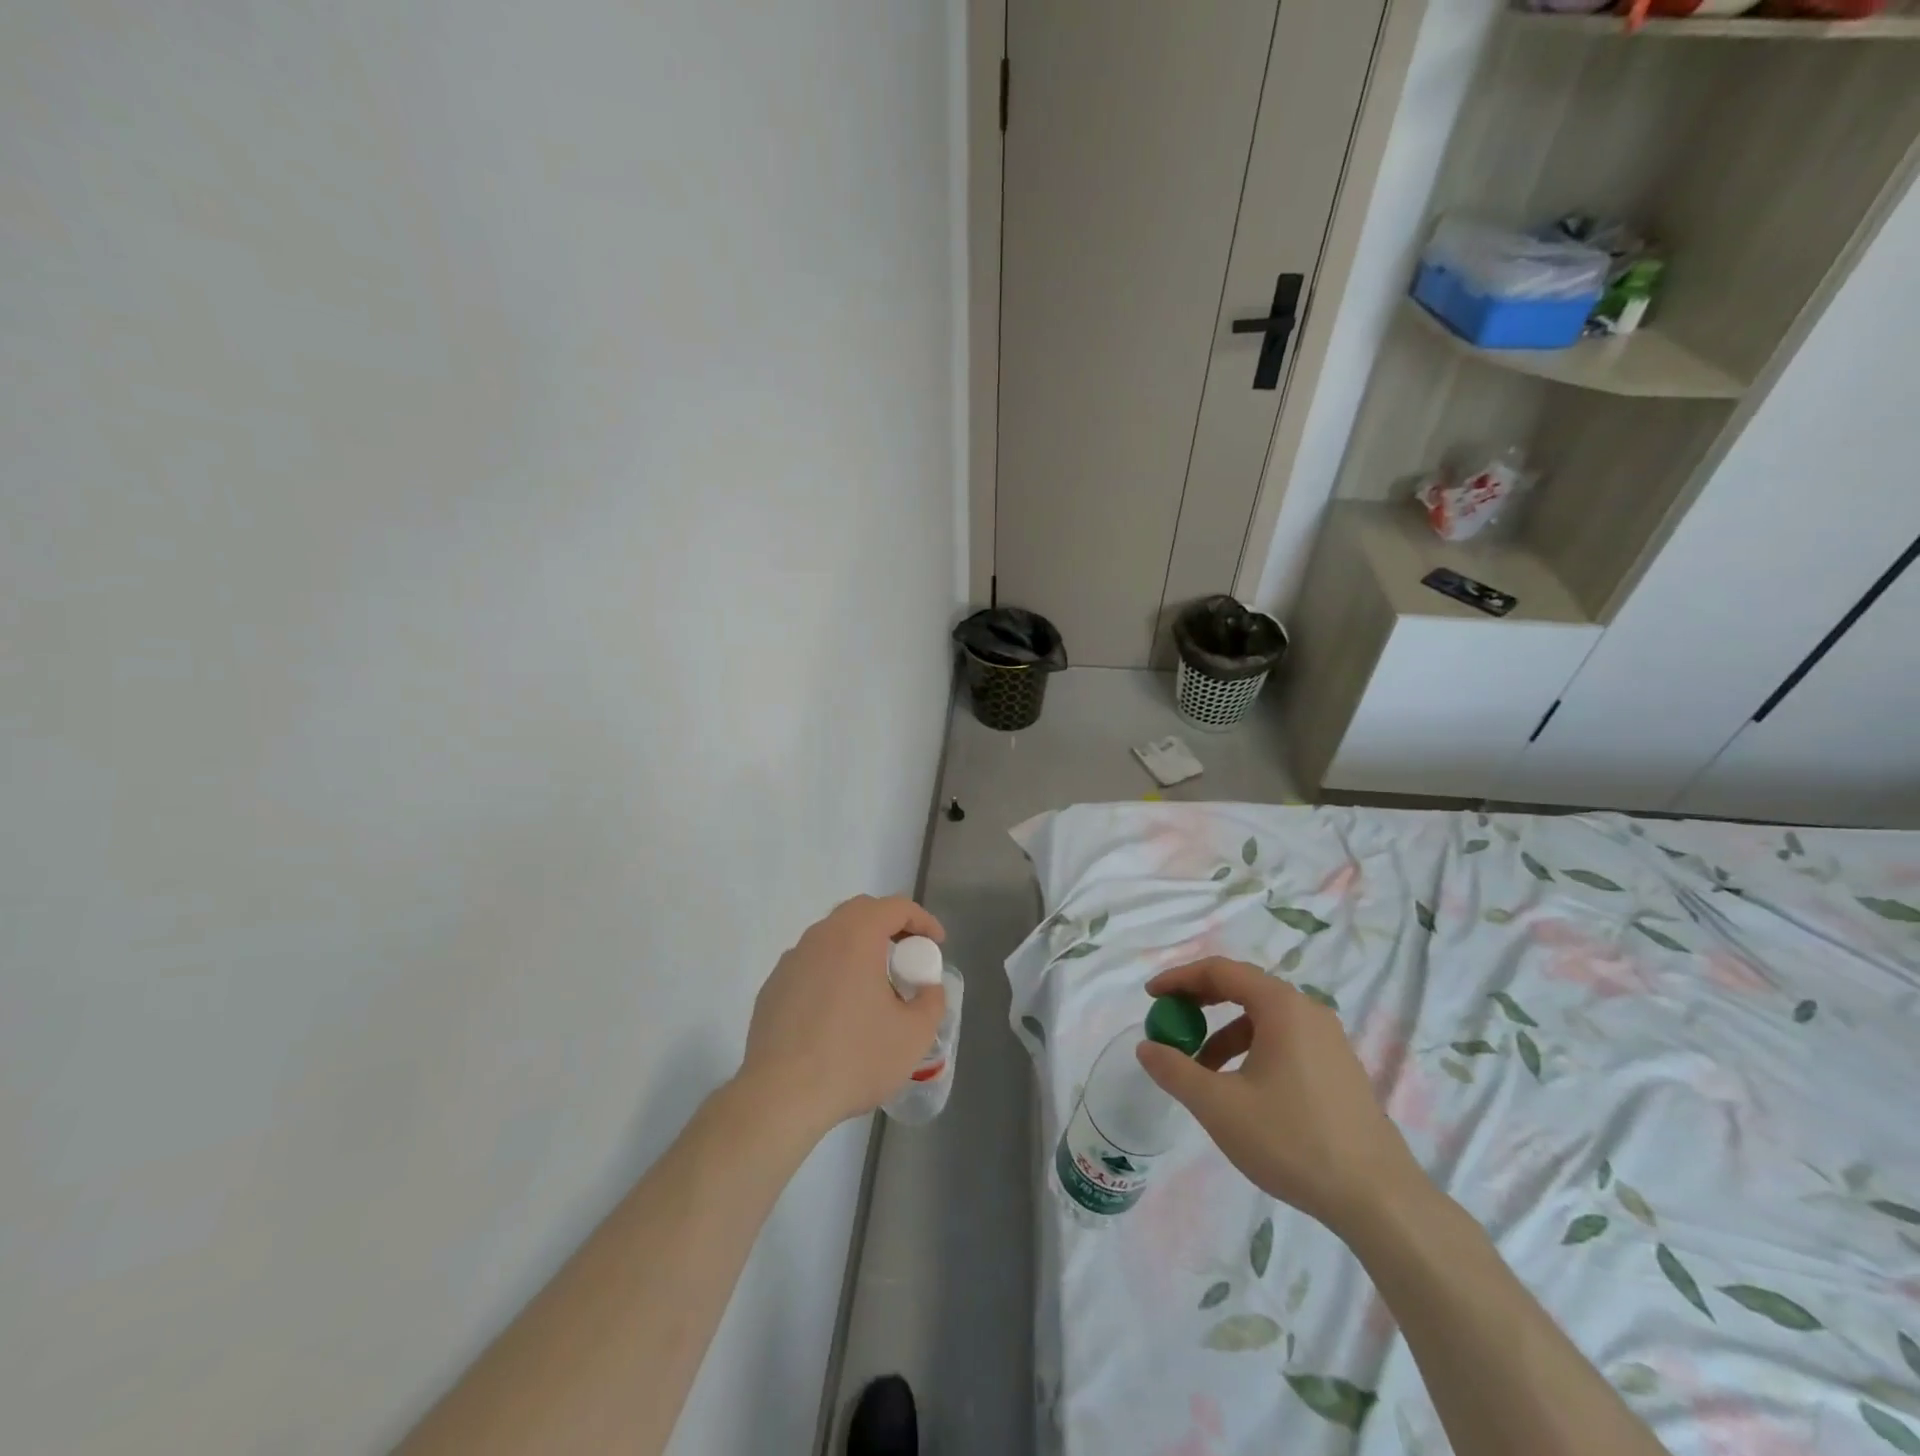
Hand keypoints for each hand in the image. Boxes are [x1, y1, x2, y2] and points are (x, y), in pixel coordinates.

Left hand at [741, 895, 946, 1135]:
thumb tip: (927, 989)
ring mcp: (791, 961)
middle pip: (860, 912)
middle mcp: (820, 937)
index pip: (895, 907)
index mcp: (856, 937)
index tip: (937, 944)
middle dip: (889, 926)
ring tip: (875, 985)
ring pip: (832, 937)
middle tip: (908, 955)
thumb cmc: (854, 1059)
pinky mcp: (772, 988)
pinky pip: (810, 965)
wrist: (780, 1097)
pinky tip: (839, 1010)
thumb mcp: (914, 1035)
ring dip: (858, 948)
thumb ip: (931, 1002)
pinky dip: (832, 971)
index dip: (922, 920)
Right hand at [1135, 957, 1426, 1235]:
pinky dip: (1251, 1050)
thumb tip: (1146, 1047)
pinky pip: (1284, 1041)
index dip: (1180, 978)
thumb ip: (1175, 1070)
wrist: (1379, 1200)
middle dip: (1200, 1003)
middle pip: (1243, 988)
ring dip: (1224, 1033)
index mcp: (1282, 1007)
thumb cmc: (1293, 1140)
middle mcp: (1308, 1012)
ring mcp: (1329, 1041)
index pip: (1220, 970)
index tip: (1151, 996)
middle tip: (1170, 1022)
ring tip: (1200, 1070)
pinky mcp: (1340, 1069)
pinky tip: (1241, 1090)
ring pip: (1263, 1019)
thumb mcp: (1219, 1106)